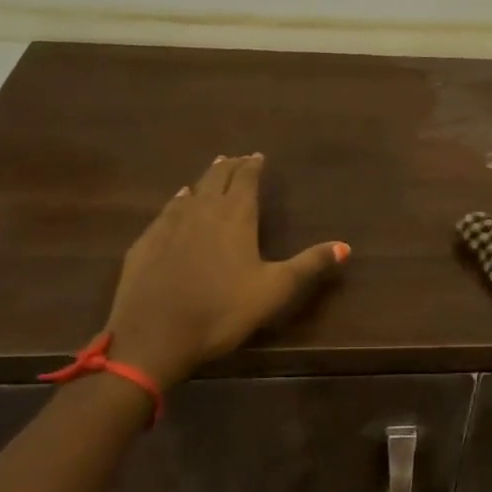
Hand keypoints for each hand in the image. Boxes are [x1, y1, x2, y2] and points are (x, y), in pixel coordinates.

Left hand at [101, 154, 348, 386]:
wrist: (154, 335)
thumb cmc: (223, 310)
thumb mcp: (275, 290)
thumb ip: (309, 265)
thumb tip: (345, 246)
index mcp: (236, 216)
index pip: (246, 180)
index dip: (253, 166)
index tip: (258, 156)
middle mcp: (203, 211)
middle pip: (217, 179)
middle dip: (229, 166)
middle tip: (237, 158)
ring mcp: (170, 225)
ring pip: (191, 191)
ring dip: (204, 179)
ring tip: (213, 171)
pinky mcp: (146, 242)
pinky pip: (167, 210)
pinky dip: (178, 200)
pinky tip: (178, 200)